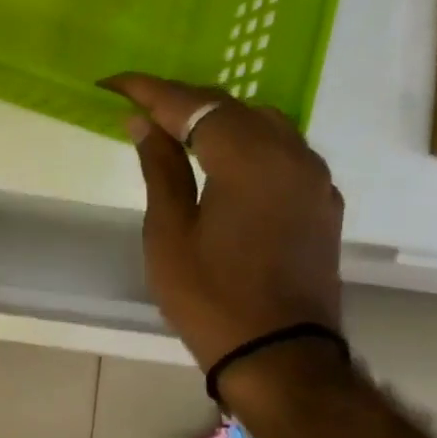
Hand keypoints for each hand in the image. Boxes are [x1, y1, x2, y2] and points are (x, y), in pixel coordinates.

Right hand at [101, 73, 344, 370]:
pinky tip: (222, 159)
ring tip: (177, 130)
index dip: (150, 90)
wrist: (279, 355)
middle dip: (184, 101)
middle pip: (232, 106)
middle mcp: (291, 155)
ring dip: (218, 118)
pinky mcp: (321, 202)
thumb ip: (161, 168)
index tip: (114, 82)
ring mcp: (314, 179)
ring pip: (263, 123)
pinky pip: (283, 150)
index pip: (193, 105)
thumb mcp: (169, 231)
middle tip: (140, 106)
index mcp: (249, 160)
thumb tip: (144, 123)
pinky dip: (247, 142)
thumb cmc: (209, 295)